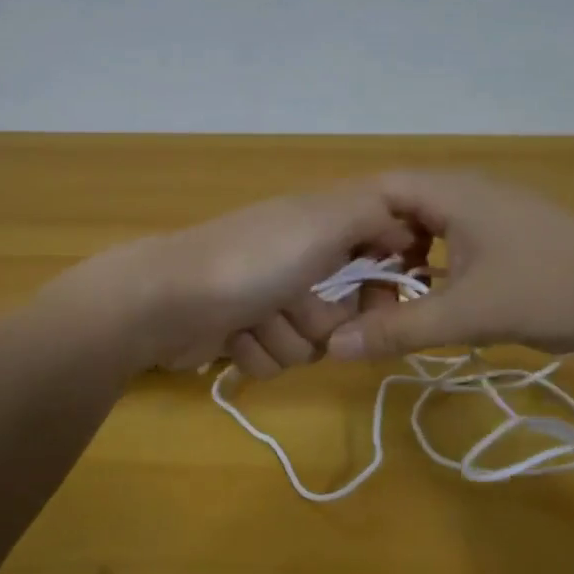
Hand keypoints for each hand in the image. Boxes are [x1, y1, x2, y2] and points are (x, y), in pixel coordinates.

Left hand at [45, 182, 423, 374]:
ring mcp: (269, 300)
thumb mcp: (322, 222)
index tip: (380, 294)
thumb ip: (374, 214)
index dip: (382, 282)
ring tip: (253, 319)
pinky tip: (232, 337)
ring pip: (310, 343)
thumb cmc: (252, 261)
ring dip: (283, 338)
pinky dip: (255, 352)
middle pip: (346, 313)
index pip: (378, 256)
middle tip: (294, 303)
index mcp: (320, 228)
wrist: (166, 302)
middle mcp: (299, 262)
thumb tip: (407, 223)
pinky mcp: (244, 334)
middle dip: (322, 319)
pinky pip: (275, 360)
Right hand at [324, 172, 573, 360]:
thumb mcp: (467, 314)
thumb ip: (398, 330)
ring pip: (425, 226)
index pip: (377, 189)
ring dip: (400, 258)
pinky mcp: (506, 234)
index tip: (324, 263)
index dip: (346, 222)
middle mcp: (466, 191)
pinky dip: (429, 265)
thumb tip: (334, 347)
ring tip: (381, 296)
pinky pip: (449, 239)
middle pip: (397, 207)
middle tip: (347, 287)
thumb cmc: (549, 290)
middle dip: (370, 246)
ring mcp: (489, 211)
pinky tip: (427, 297)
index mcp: (451, 193)